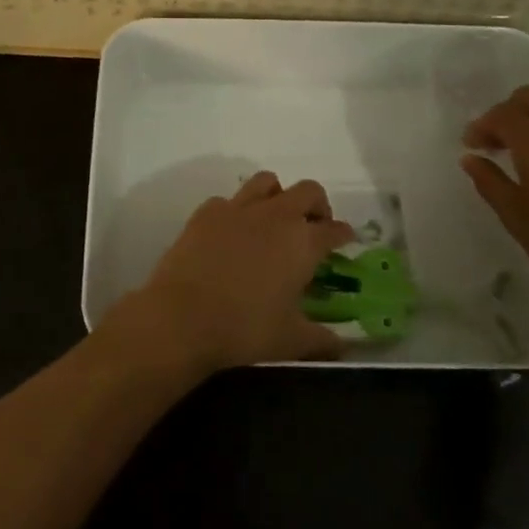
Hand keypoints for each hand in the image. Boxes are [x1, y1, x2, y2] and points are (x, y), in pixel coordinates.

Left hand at [104, 172, 354, 372]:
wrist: (182, 316)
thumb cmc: (245, 329)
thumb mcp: (291, 341)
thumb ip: (321, 340)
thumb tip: (341, 346)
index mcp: (304, 242)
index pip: (334, 229)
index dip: (343, 233)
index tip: (345, 239)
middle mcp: (276, 215)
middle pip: (308, 191)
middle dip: (317, 205)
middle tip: (313, 226)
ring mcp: (239, 208)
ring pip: (267, 182)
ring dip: (278, 195)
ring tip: (274, 219)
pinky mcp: (207, 211)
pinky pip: (229, 200)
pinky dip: (237, 211)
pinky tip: (232, 232)